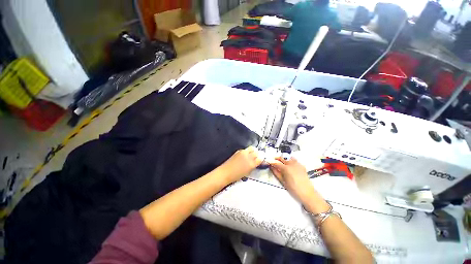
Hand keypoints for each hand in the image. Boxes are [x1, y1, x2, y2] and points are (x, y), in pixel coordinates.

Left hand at [218, 146, 262, 182]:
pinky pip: (246, 149)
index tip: (262, 158)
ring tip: (252, 154)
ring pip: (252, 148)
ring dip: (253, 150)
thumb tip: (257, 161)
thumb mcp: (248, 172)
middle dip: (258, 153)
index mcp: (251, 164)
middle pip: (256, 151)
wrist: (226, 172)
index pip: (260, 157)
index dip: (262, 157)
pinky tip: (245, 155)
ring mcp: (243, 152)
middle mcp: (248, 156)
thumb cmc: (236, 175)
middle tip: (257, 156)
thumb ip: (253, 165)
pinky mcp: (238, 151)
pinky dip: (248, 151)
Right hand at [269, 157, 316, 203]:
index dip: (271, 162)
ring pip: (288, 157)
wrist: (307, 192)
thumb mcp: (283, 181)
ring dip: (284, 158)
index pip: (276, 162)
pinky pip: (294, 160)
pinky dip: (290, 160)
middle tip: (273, 160)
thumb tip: (271, 167)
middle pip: (282, 158)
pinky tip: (289, 165)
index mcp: (286, 168)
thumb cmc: (293, 188)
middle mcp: (292, 164)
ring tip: (281, 162)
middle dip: (277, 158)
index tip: (268, 162)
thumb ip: (276, 173)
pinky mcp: (301, 165)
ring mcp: (297, 164)